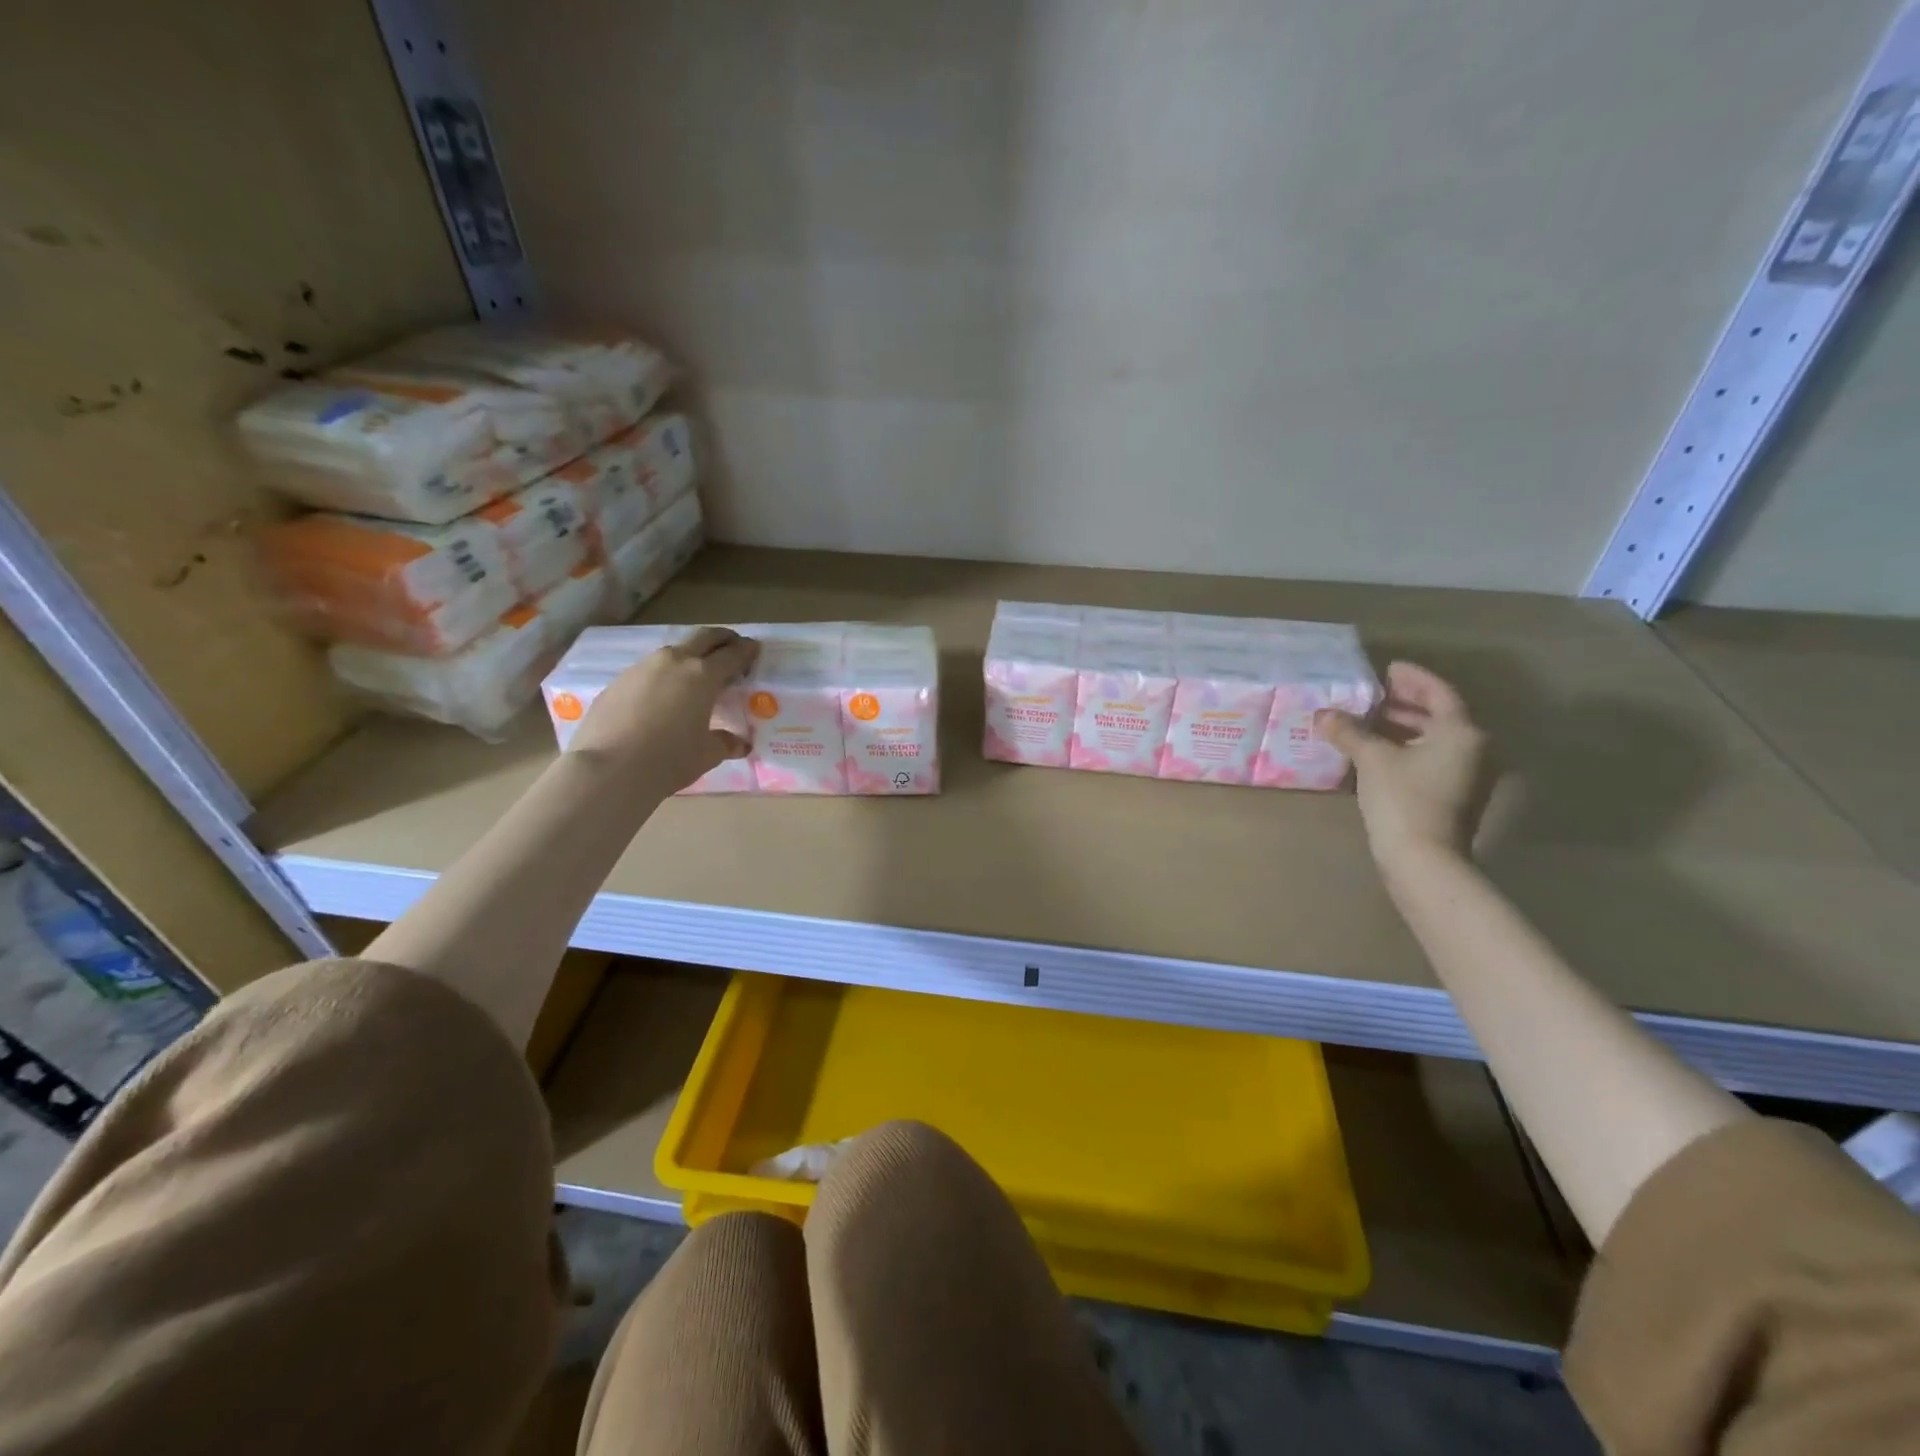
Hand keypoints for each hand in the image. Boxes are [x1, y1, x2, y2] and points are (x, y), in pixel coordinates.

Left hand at [568, 627, 759, 792]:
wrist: (608, 769)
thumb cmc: (668, 759)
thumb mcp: (707, 754)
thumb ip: (726, 743)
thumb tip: (739, 743)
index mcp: (703, 676)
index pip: (732, 654)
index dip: (747, 650)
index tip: (754, 649)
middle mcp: (674, 662)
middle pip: (704, 637)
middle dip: (722, 638)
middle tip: (732, 646)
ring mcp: (642, 668)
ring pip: (674, 651)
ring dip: (690, 656)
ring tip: (696, 675)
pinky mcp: (618, 681)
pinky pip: (649, 670)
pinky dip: (664, 675)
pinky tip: (663, 697)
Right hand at [1315, 662, 1492, 871]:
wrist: (1424, 859)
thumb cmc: (1403, 799)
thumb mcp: (1372, 759)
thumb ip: (1349, 731)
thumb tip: (1324, 715)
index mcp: (1461, 732)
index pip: (1438, 692)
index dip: (1412, 678)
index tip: (1387, 669)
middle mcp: (1473, 749)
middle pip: (1439, 716)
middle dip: (1405, 703)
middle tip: (1374, 694)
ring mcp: (1467, 775)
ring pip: (1434, 740)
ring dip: (1403, 728)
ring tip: (1368, 721)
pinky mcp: (1454, 796)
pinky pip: (1430, 759)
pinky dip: (1406, 749)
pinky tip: (1377, 752)